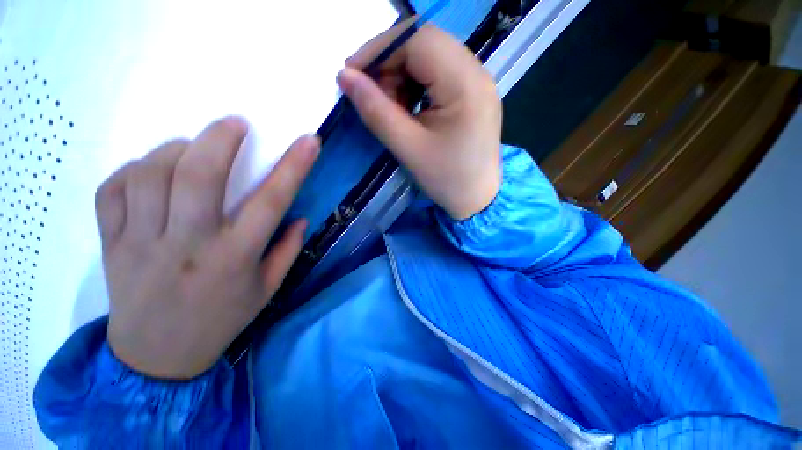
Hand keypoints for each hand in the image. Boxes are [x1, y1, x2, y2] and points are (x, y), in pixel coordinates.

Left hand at [96, 117, 319, 378]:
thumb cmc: (221, 320)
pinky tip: (150, 174)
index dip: (294, 166)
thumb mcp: (267, 289)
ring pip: (150, 175)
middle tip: (236, 123)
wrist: (157, 357)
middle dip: (220, 138)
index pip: (272, 201)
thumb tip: (298, 216)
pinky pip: (112, 191)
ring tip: (191, 149)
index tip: (309, 141)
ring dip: (175, 150)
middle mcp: (189, 245)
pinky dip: (132, 170)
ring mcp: (142, 243)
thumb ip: (287, 250)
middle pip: (198, 176)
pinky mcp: (111, 244)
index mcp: (235, 257)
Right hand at [337, 20, 501, 220]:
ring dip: (401, 76)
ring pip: (429, 58)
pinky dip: (415, 86)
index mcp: (466, 84)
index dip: (379, 50)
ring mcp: (477, 82)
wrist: (477, 200)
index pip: (417, 41)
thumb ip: (376, 111)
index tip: (352, 74)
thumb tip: (345, 77)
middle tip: (372, 95)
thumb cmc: (447, 180)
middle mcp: (477, 73)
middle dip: (389, 64)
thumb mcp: (408, 148)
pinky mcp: (471, 94)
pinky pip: (438, 74)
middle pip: (424, 45)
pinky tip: (408, 109)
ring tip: (391, 108)